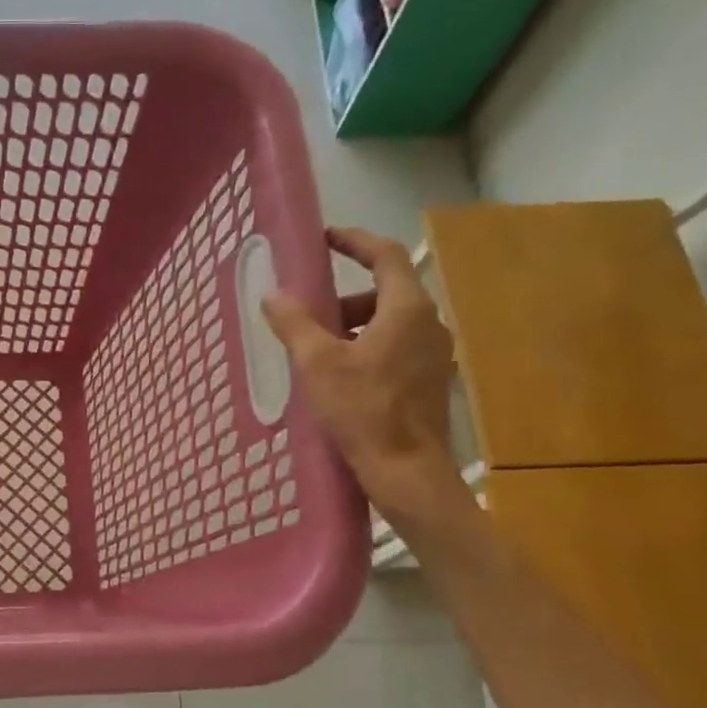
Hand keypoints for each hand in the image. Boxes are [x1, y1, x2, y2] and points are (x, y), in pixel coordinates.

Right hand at [261, 226, 462, 521]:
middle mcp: (428, 324)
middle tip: (309, 312)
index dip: (354, 241)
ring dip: (354, 326)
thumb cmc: (362, 410)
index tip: (325, 238)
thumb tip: (273, 295)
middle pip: (386, 292)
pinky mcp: (429, 382)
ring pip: (390, 323)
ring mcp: (433, 355)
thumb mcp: (318, 364)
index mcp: (406, 309)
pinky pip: (395, 348)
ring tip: (317, 350)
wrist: (406, 469)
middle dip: (345, 296)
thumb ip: (295, 324)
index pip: (385, 255)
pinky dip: (366, 348)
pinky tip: (339, 377)